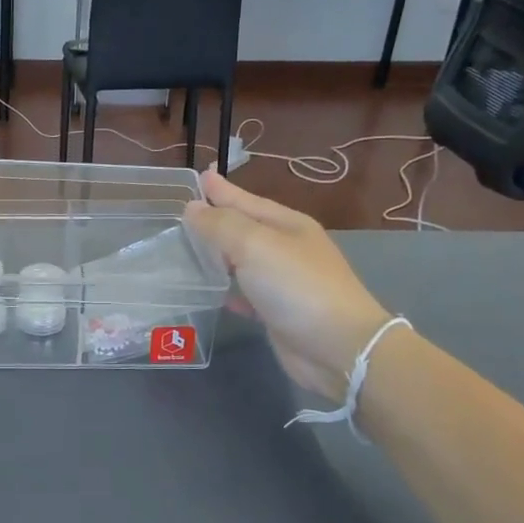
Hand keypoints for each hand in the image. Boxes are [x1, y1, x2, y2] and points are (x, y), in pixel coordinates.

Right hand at [183, 169, 395, 398]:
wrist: (338, 347)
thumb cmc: (296, 287)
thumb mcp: (255, 246)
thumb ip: (221, 226)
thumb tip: (193, 208)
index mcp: (286, 225)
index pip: (245, 200)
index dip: (221, 190)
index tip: (199, 175)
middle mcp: (286, 248)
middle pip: (244, 228)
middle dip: (216, 220)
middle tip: (184, 213)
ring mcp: (284, 281)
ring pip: (241, 261)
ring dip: (217, 255)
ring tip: (188, 250)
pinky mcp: (277, 312)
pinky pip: (245, 293)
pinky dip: (228, 289)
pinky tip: (212, 292)